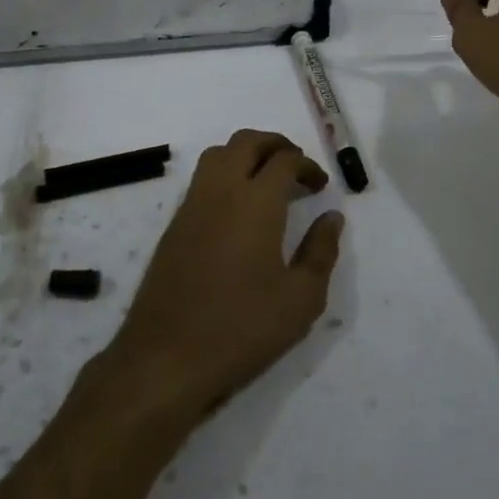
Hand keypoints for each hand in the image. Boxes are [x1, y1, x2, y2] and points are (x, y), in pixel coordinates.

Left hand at [110, 129, 343, 417]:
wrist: (166, 357)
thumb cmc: (242, 327)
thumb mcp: (301, 298)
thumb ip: (321, 251)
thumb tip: (331, 218)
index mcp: (256, 201)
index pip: (284, 160)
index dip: (307, 165)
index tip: (320, 185)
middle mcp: (221, 191)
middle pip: (246, 142)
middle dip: (275, 145)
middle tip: (296, 166)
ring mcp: (191, 206)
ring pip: (218, 155)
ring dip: (245, 154)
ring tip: (267, 180)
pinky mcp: (173, 226)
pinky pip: (201, 180)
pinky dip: (224, 175)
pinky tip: (237, 209)